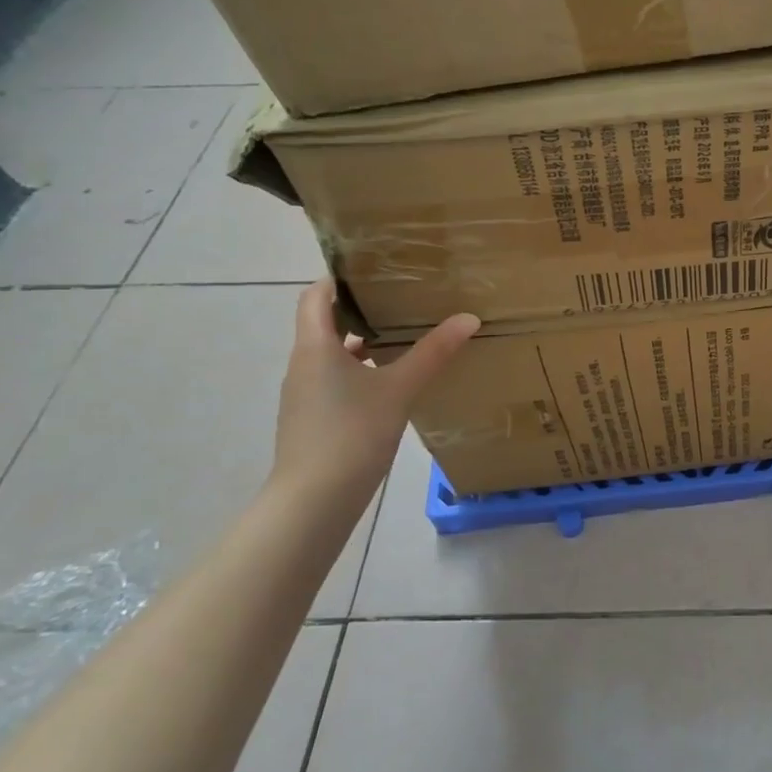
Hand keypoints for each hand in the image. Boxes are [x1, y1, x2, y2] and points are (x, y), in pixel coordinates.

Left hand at [271, 279, 479, 509]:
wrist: (313, 501)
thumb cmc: (351, 433)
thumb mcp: (400, 388)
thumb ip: (433, 352)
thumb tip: (468, 317)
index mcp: (315, 348)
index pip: (315, 297)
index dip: (339, 280)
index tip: (373, 270)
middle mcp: (303, 365)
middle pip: (325, 324)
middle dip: (361, 311)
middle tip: (402, 301)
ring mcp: (305, 396)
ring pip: (332, 356)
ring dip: (363, 344)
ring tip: (404, 339)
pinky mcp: (312, 420)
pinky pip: (335, 382)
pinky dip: (360, 373)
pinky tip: (392, 385)